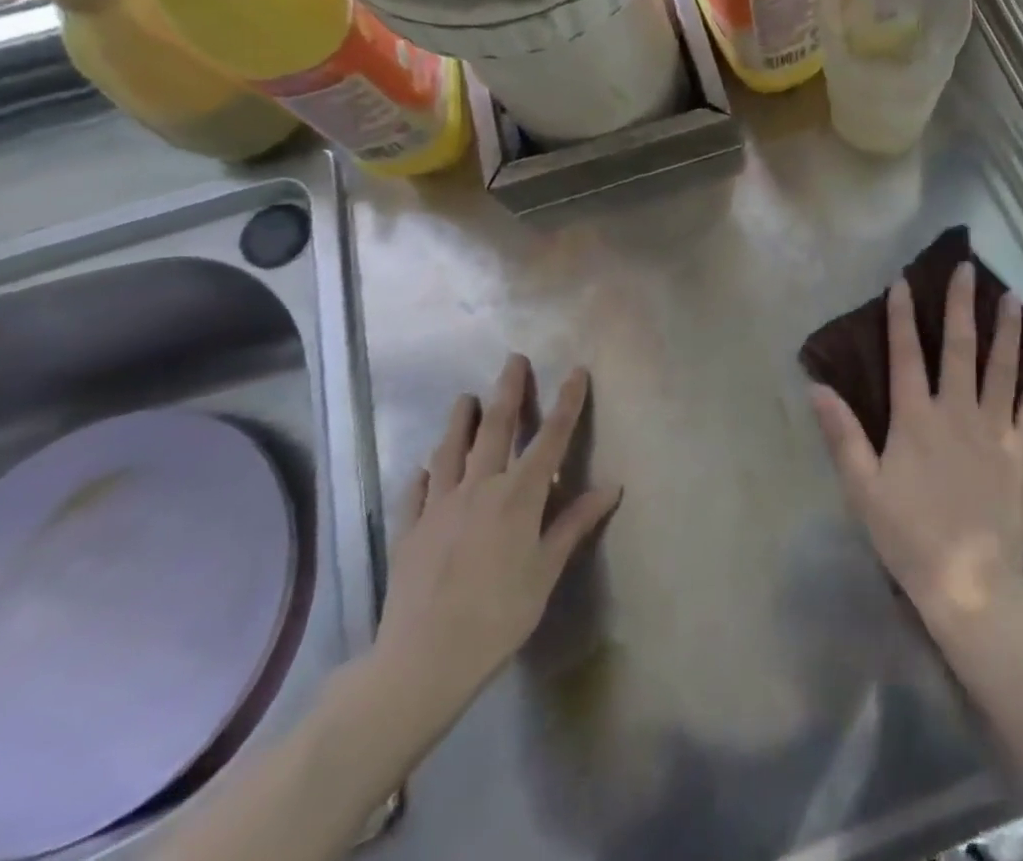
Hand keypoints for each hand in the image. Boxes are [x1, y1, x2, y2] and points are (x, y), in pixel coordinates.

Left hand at [372, 356, 620, 734]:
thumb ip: (574, 523)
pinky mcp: (410, 530)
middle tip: (513, 360)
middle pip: (496, 428)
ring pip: (451, 450)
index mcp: (519, 496)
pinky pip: (417, 491)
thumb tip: (612, 486)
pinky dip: (423, 473)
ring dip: (460, 420)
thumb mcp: (546, 571)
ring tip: (464, 398)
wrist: (423, 661)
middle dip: (508, 391)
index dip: (566, 402)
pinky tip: (424, 466)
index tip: (575, 371)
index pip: (550, 437)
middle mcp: (480, 488)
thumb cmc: (499, 616)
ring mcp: (440, 506)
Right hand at [811, 264, 1022, 627]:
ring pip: (1002, 369)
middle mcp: (957, 412)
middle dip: (961, 305)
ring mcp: (994, 431)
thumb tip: (816, 388)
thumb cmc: (909, 535)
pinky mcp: (1021, 454)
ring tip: (1013, 297)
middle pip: (959, 348)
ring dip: (1007, 331)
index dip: (901, 317)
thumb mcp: (863, 488)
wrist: (969, 583)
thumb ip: (842, 435)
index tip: (903, 281)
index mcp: (916, 418)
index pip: (905, 355)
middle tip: (968, 269)